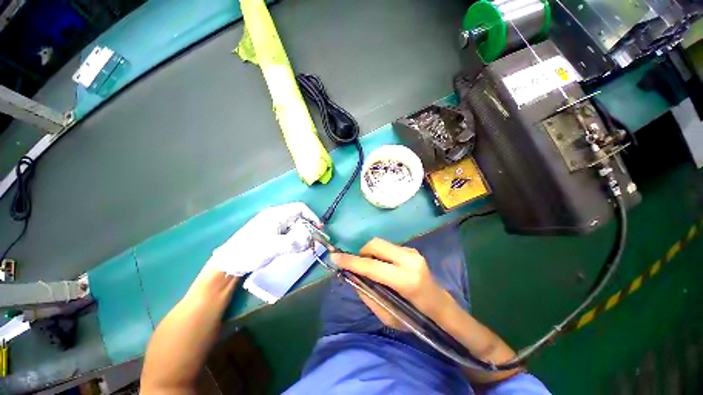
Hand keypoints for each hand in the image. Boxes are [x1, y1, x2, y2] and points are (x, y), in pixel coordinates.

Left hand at [207, 202, 320, 275]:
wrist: (229, 263)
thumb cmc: (250, 251)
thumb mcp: (273, 247)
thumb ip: (294, 243)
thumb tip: (310, 241)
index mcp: (276, 214)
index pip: (300, 208)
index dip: (312, 216)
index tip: (319, 229)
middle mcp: (276, 216)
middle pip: (298, 217)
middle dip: (308, 228)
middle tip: (312, 241)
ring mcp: (272, 225)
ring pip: (294, 225)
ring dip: (301, 234)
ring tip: (304, 246)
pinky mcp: (271, 233)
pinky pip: (288, 232)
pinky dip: (295, 238)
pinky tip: (294, 247)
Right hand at [332, 238, 454, 329]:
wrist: (440, 305)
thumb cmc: (416, 317)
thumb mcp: (388, 315)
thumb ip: (368, 294)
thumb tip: (352, 277)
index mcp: (406, 280)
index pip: (372, 266)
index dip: (351, 261)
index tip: (335, 257)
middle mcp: (410, 260)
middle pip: (376, 245)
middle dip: (361, 252)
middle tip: (355, 264)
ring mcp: (412, 252)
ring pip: (381, 243)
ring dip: (369, 252)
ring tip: (369, 266)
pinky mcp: (412, 249)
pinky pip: (388, 247)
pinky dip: (378, 253)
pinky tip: (382, 265)